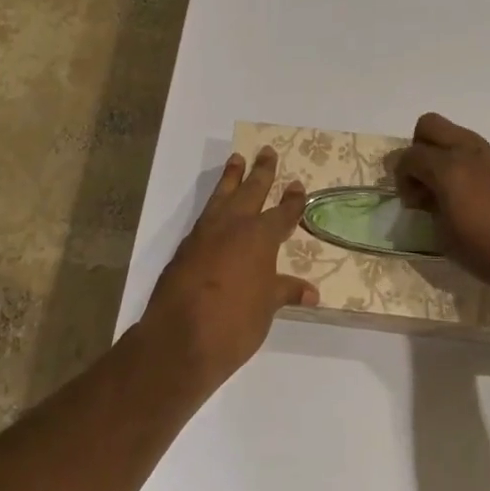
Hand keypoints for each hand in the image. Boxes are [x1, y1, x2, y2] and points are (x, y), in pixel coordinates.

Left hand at [138, 148, 318, 384]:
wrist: (179, 339)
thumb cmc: (234, 322)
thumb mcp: (266, 307)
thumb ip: (284, 292)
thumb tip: (310, 292)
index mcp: (259, 237)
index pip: (282, 213)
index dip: (291, 200)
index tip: (297, 185)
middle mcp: (233, 227)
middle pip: (250, 191)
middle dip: (261, 172)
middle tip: (266, 151)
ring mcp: (204, 235)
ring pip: (221, 197)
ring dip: (230, 178)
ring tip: (236, 160)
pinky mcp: (184, 248)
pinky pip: (204, 216)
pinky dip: (213, 206)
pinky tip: (215, 209)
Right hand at [394, 113, 489, 297]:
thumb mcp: (450, 243)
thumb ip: (432, 215)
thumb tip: (429, 201)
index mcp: (448, 169)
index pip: (409, 156)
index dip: (401, 178)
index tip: (412, 206)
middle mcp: (467, 153)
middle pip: (429, 125)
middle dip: (417, 149)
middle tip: (424, 183)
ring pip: (455, 134)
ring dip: (442, 155)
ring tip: (447, 191)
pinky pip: (475, 152)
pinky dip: (464, 166)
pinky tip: (473, 200)